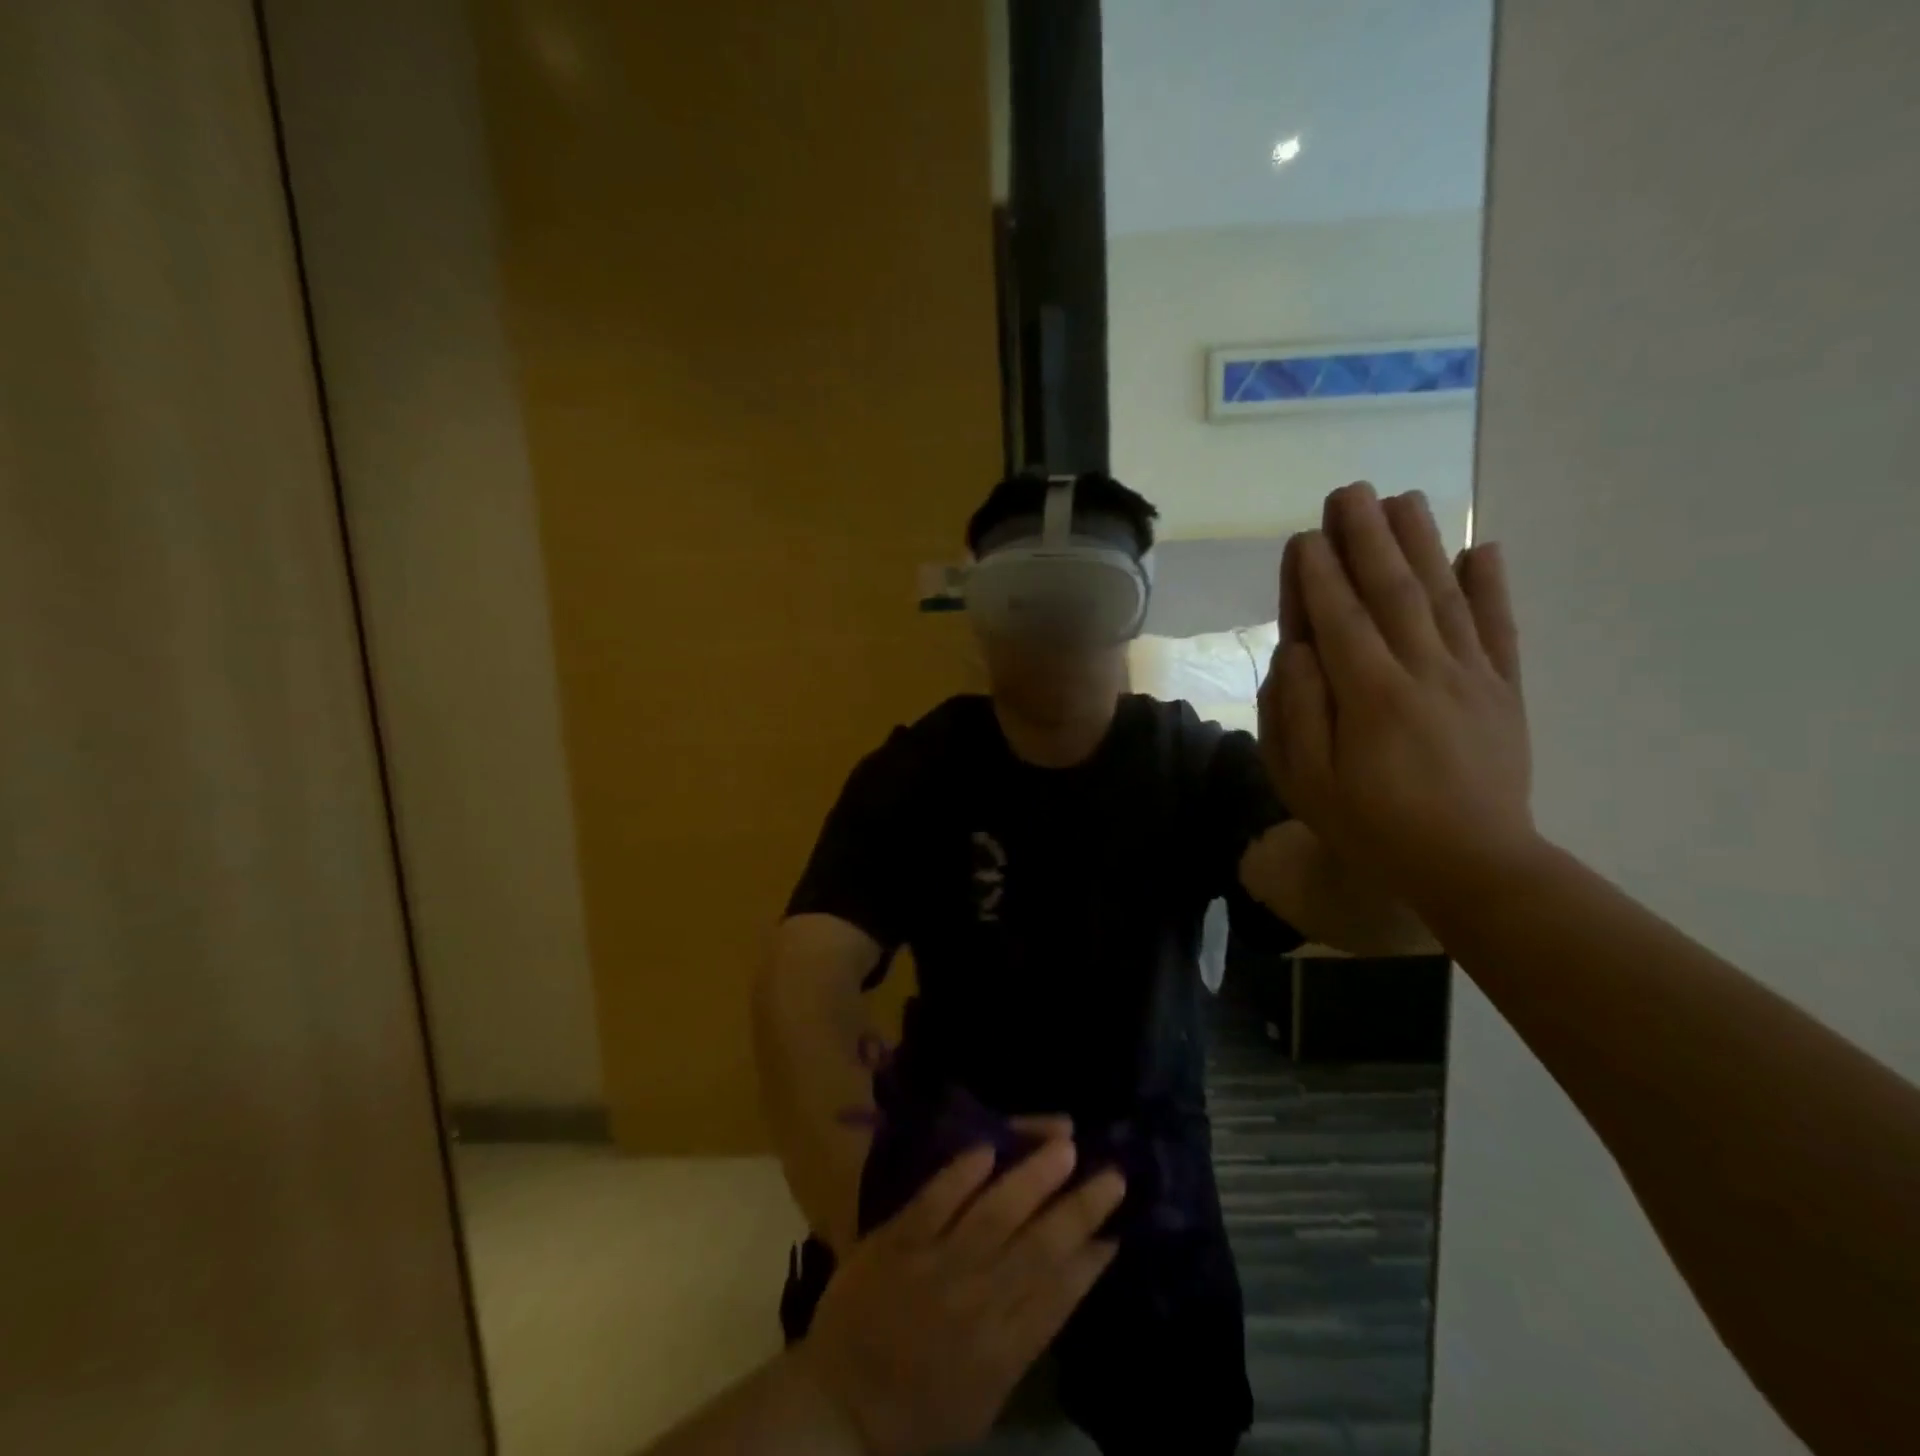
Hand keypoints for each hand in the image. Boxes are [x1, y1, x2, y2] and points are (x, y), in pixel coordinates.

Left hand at [795, 1137, 1124, 1455]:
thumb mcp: (985, 1397)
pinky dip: (961, 1175)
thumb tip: (1068, 1277)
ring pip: (993, 1214)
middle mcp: (976, 1304)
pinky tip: (989, 1148)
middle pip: (1038, 1248)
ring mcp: (935, 1266)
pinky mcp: (897, 1240)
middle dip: (1079, 1209)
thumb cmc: (919, 1406)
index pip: (1059, 1296)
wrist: (841, 1403)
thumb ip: (1025, 1338)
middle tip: (1113, 1173)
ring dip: (1032, 1177)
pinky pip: (934, 1201)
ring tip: (1065, 1144)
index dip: (1091, 1260)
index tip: (1120, 1226)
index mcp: (1001, 1351)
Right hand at [1257, 482, 1535, 906]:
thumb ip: (1296, 711)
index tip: (1304, 535)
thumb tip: (1297, 649)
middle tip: (1350, 491)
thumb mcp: (1307, 782)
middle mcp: (1423, 671)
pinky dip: (1492, 586)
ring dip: (1423, 543)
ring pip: (1445, 596)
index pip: (1339, 618)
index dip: (1318, 574)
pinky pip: (1498, 629)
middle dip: (1367, 537)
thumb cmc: (1373, 826)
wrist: (1473, 865)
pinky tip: (1483, 549)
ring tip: (1405, 498)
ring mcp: (1471, 677)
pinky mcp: (1504, 691)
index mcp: (1370, 695)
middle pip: (1393, 591)